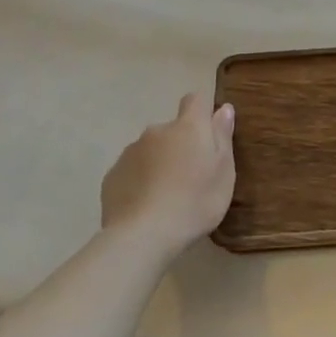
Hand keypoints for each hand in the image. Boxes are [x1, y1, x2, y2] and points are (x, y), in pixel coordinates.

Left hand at [98, 94, 235, 256]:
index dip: (202, 112)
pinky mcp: (112, 176)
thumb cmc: (195, 201)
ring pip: (150, 150)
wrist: (143, 236)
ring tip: (167, 195)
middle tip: (191, 176)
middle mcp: (156, 131)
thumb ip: (222, 136)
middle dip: (180, 145)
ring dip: (159, 163)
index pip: (195, 100)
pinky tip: (146, 206)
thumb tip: (223, 108)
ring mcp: (130, 152)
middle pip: (172, 129)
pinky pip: (132, 171)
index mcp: (188, 127)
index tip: (209, 135)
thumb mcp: (223, 171)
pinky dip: (140, 181)